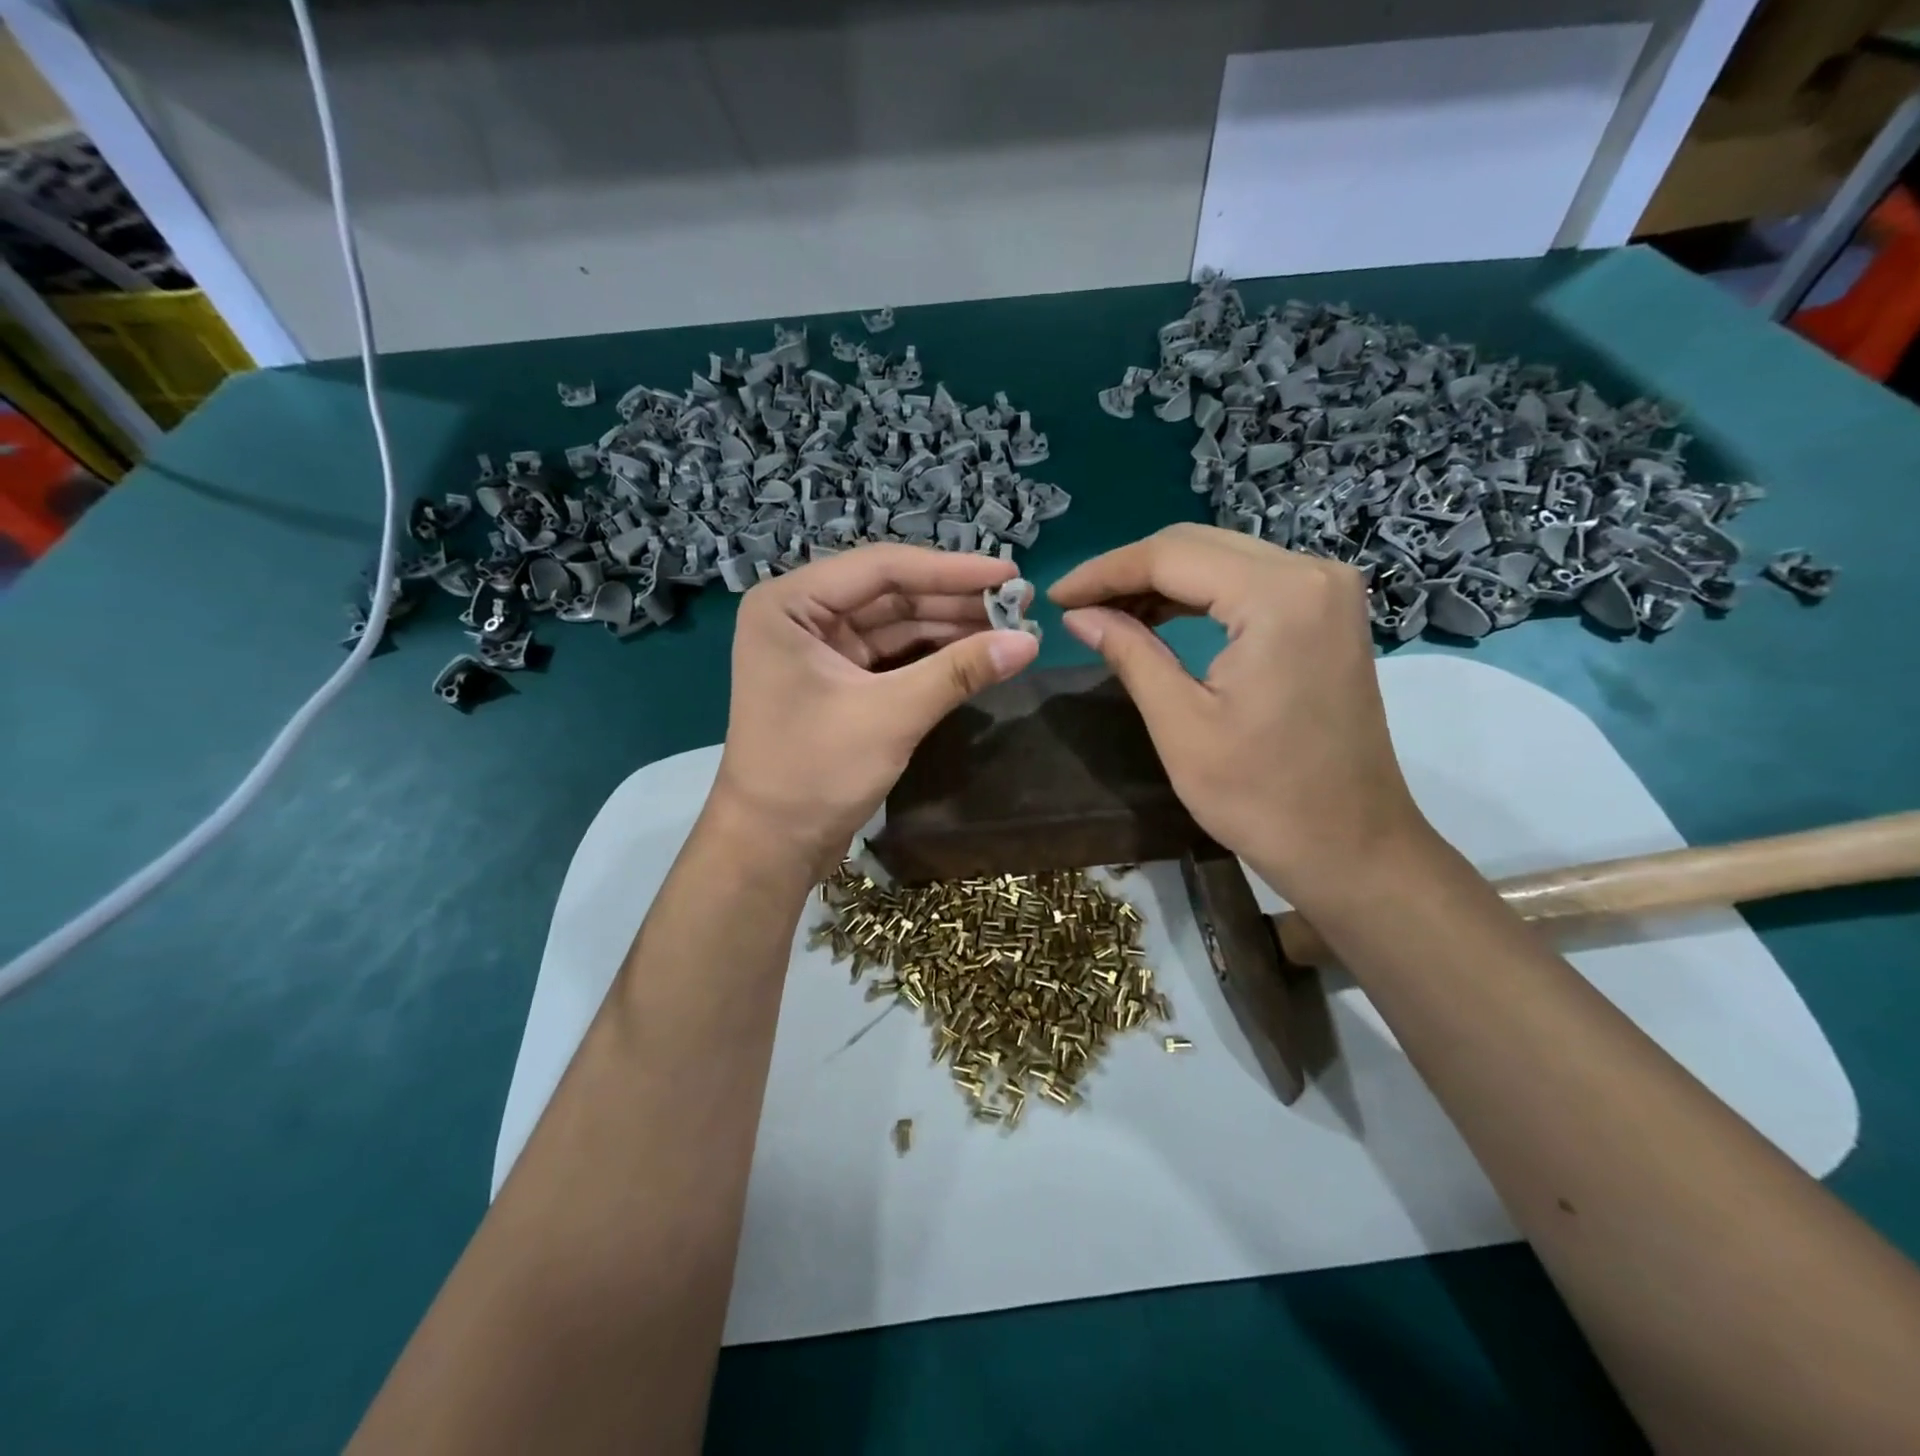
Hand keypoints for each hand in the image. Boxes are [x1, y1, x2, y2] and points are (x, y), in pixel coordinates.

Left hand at [712, 544, 1040, 876]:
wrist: (771, 846)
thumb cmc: (815, 773)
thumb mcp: (891, 716)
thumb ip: (959, 672)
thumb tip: (1030, 641)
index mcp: (790, 604)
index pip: (882, 568)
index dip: (951, 570)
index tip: (1010, 573)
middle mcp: (801, 615)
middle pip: (891, 594)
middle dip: (955, 600)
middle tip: (1020, 601)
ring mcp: (818, 649)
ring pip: (895, 625)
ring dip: (950, 627)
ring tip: (1011, 626)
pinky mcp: (837, 681)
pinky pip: (892, 656)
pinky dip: (933, 657)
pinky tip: (978, 654)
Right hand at [1049, 524, 1429, 907]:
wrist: (1352, 847)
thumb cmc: (1261, 797)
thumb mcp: (1180, 724)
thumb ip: (1129, 653)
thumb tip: (1078, 616)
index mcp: (1277, 596)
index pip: (1171, 555)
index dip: (1103, 572)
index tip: (1055, 597)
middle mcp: (1311, 573)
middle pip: (1198, 545)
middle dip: (1129, 571)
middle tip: (1075, 606)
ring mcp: (1327, 591)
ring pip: (1222, 559)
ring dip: (1161, 581)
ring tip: (1106, 613)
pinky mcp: (1328, 614)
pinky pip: (1249, 583)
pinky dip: (1199, 595)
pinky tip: (1158, 617)